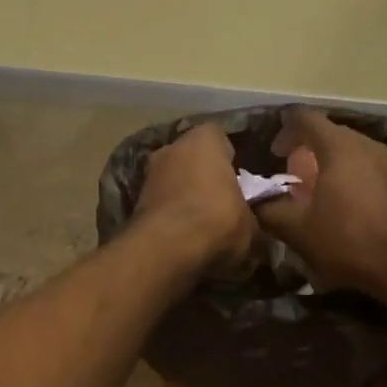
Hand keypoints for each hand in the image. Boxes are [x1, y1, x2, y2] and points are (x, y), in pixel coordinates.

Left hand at [134, 123, 254, 275]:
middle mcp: (172, 147)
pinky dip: (170, 215)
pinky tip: (184, 236)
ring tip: (203, 223)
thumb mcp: (252, 225)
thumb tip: (252, 227)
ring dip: (185, 196)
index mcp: (205, 139)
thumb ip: (252, 217)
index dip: (231, 158)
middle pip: (193, 158)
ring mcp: (148, 174)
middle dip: (205, 176)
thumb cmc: (218, 222)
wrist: (167, 250)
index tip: (240, 179)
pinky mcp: (134, 202)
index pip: (221, 137)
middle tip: (223, 202)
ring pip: (174, 180)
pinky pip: (161, 204)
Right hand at [254, 108, 386, 300]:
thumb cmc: (348, 240)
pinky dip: (346, 179)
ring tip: (313, 195)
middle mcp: (366, 145)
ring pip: (349, 153)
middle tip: (290, 178)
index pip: (305, 119)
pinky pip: (364, 170)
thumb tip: (255, 203)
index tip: (273, 153)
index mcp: (339, 147)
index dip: (284, 131)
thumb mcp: (298, 230)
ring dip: (327, 168)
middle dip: (305, 152)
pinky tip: (339, 209)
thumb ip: (270, 211)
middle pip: (329, 135)